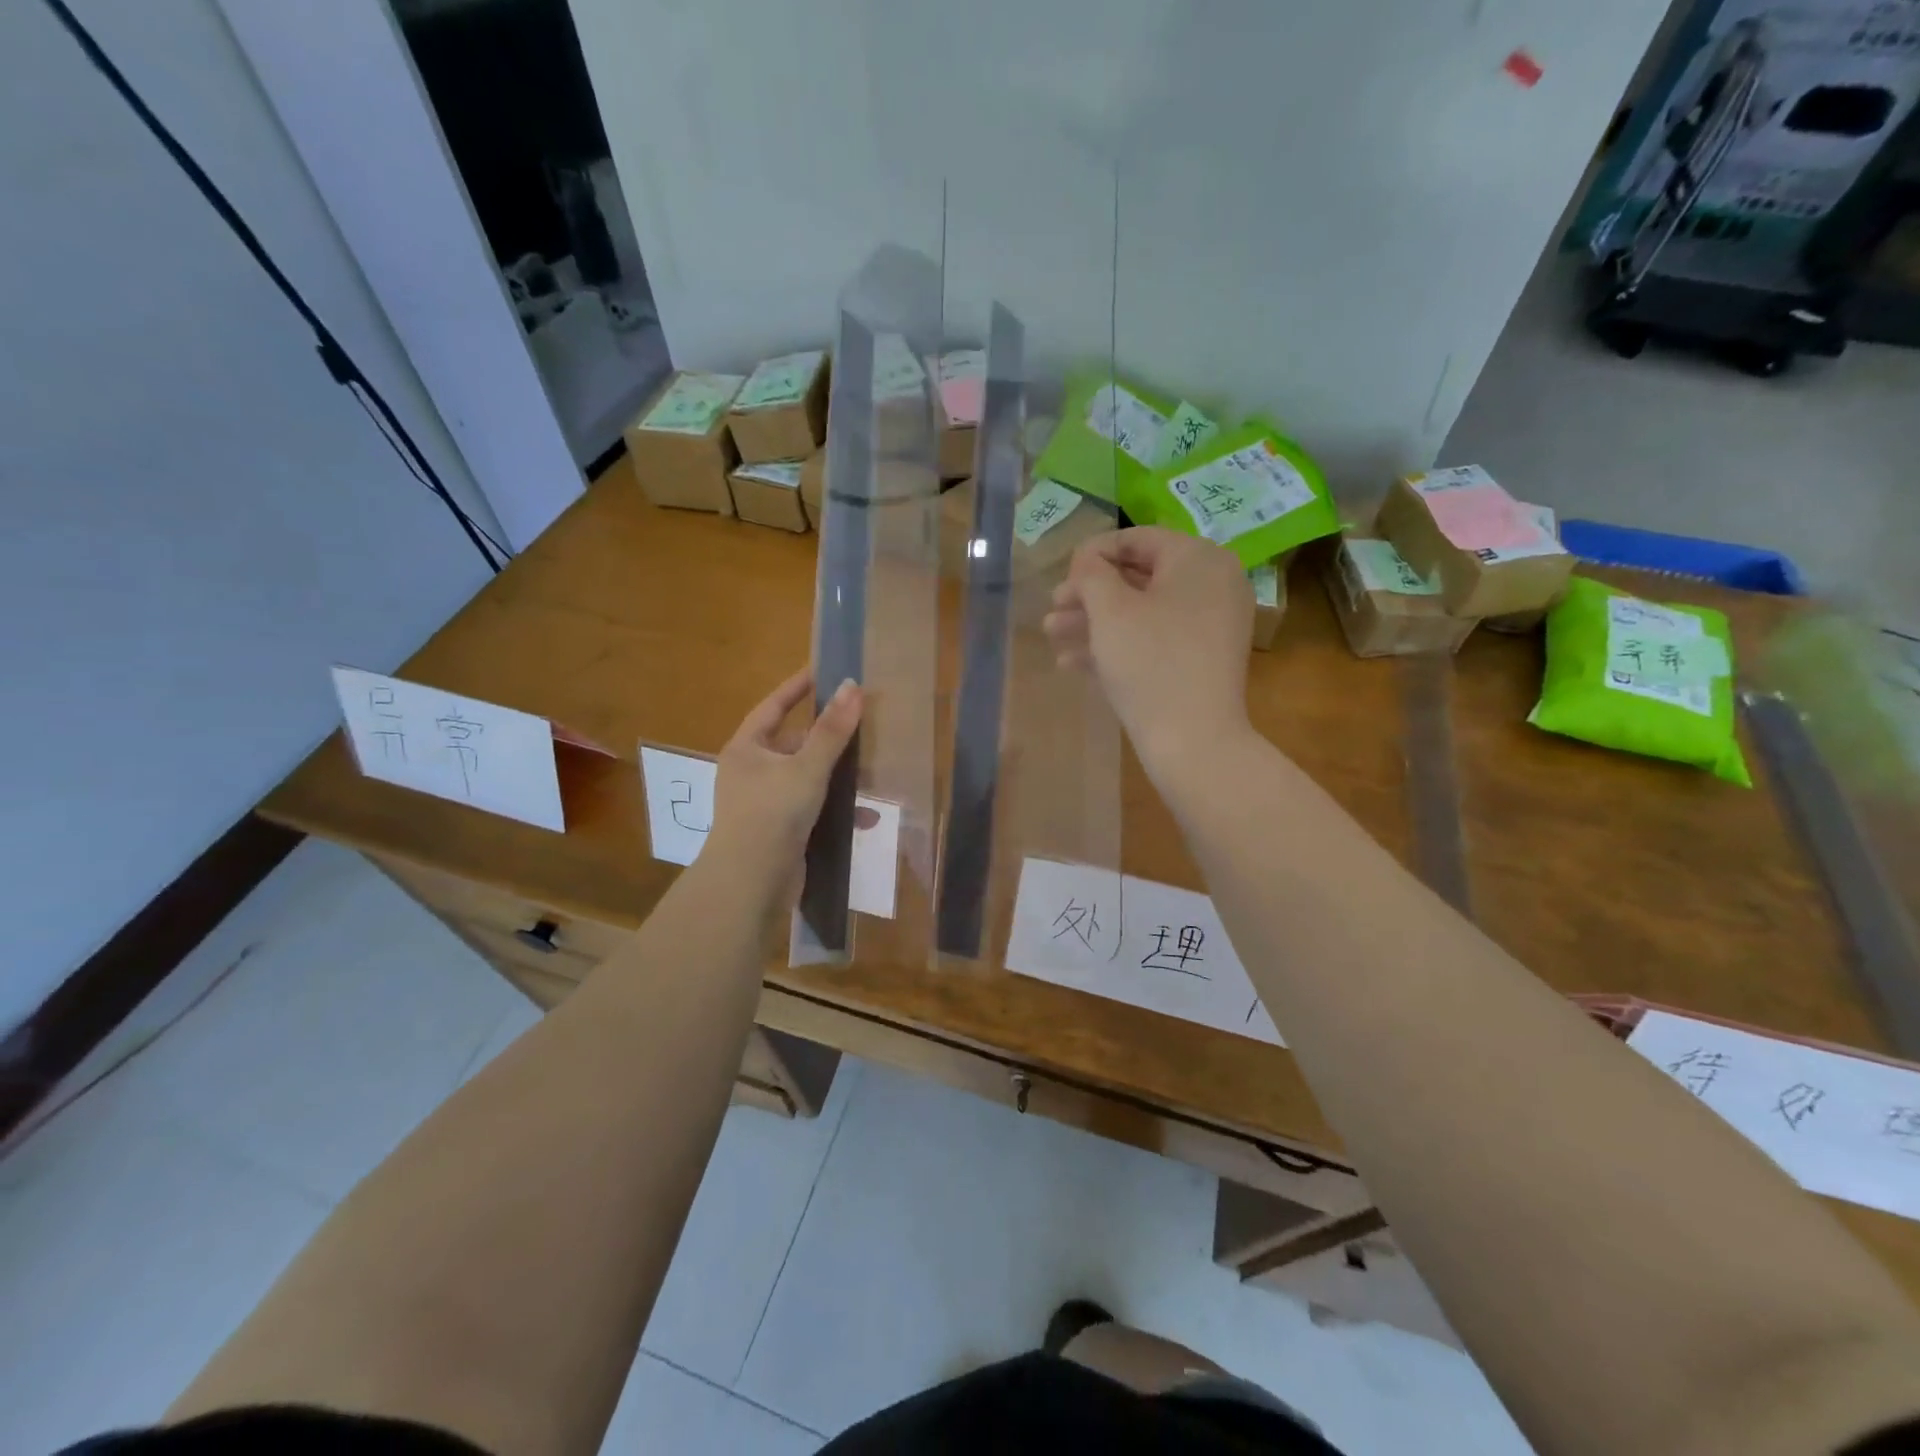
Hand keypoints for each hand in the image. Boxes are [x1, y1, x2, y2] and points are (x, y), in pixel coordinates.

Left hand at [710, 670, 862, 874]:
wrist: (750, 883)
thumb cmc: (772, 814)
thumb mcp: (806, 768)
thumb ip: (832, 730)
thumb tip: (853, 685)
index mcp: (747, 749)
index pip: (774, 706)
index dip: (797, 688)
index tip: (823, 672)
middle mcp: (752, 771)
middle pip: (795, 743)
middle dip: (829, 739)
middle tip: (863, 725)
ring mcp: (765, 802)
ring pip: (808, 777)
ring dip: (838, 776)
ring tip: (873, 770)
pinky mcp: (781, 829)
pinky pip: (813, 808)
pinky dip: (837, 809)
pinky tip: (866, 816)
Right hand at [1043, 528, 1254, 773]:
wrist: (1193, 739)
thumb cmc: (1150, 662)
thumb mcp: (1110, 610)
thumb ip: (1092, 574)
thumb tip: (1087, 560)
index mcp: (1198, 559)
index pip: (1138, 539)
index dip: (1092, 554)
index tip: (1061, 576)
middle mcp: (1212, 584)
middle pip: (1138, 577)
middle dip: (1088, 595)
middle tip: (1052, 608)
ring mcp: (1210, 625)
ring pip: (1142, 612)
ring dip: (1094, 622)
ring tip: (1053, 635)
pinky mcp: (1201, 660)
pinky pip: (1155, 640)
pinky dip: (1118, 645)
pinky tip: (1073, 662)